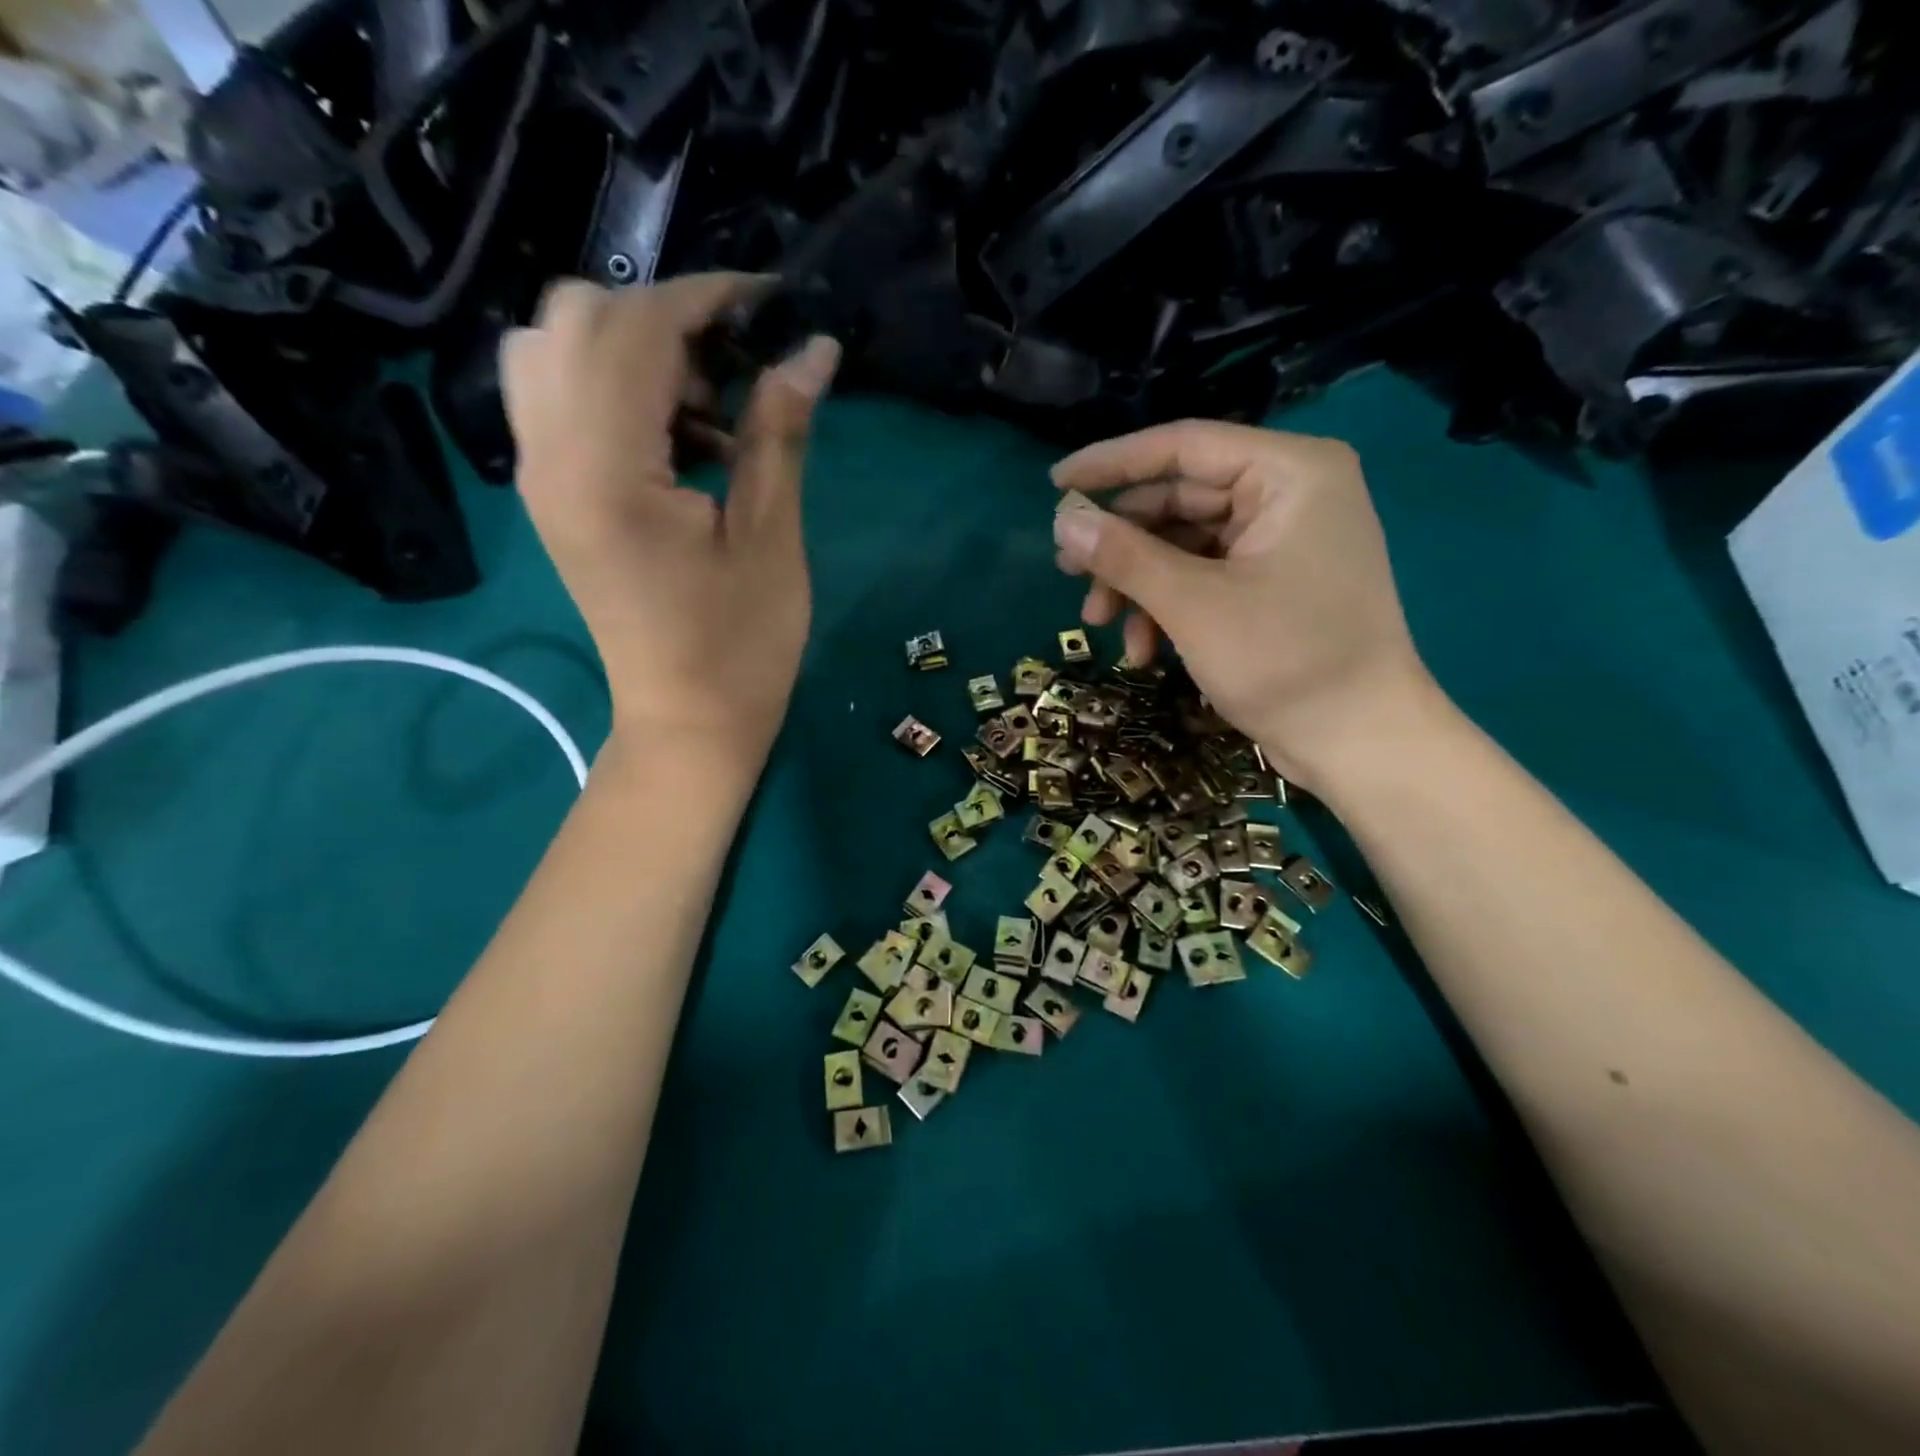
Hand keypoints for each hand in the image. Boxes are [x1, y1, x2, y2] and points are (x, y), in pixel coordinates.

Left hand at [502, 275, 839, 767]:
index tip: (770, 302)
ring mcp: (538, 477)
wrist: (687, 723)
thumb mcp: (771, 538)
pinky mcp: (549, 496)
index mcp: (606, 470)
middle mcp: (549, 458)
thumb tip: (813, 348)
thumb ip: (779, 432)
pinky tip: (676, 440)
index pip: (636, 329)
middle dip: (665, 319)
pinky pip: (556, 397)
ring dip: (630, 349)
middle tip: (736, 374)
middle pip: (576, 317)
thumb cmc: (743, 646)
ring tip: (703, 407)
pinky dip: (612, 386)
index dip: (706, 297)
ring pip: (552, 349)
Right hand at [1051, 420, 1442, 791]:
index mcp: (1289, 473)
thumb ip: (1124, 556)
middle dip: (1122, 545)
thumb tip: (1061, 523)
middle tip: (1067, 573)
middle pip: (1179, 500)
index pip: (1183, 447)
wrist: (1359, 742)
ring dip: (1138, 585)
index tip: (1055, 484)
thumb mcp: (1192, 604)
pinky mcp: (1273, 584)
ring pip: (1184, 545)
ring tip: (1098, 623)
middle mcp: (1289, 494)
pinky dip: (1168, 607)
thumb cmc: (1285, 660)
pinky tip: (1143, 650)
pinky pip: (1204, 577)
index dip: (1112, 464)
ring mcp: (1282, 542)